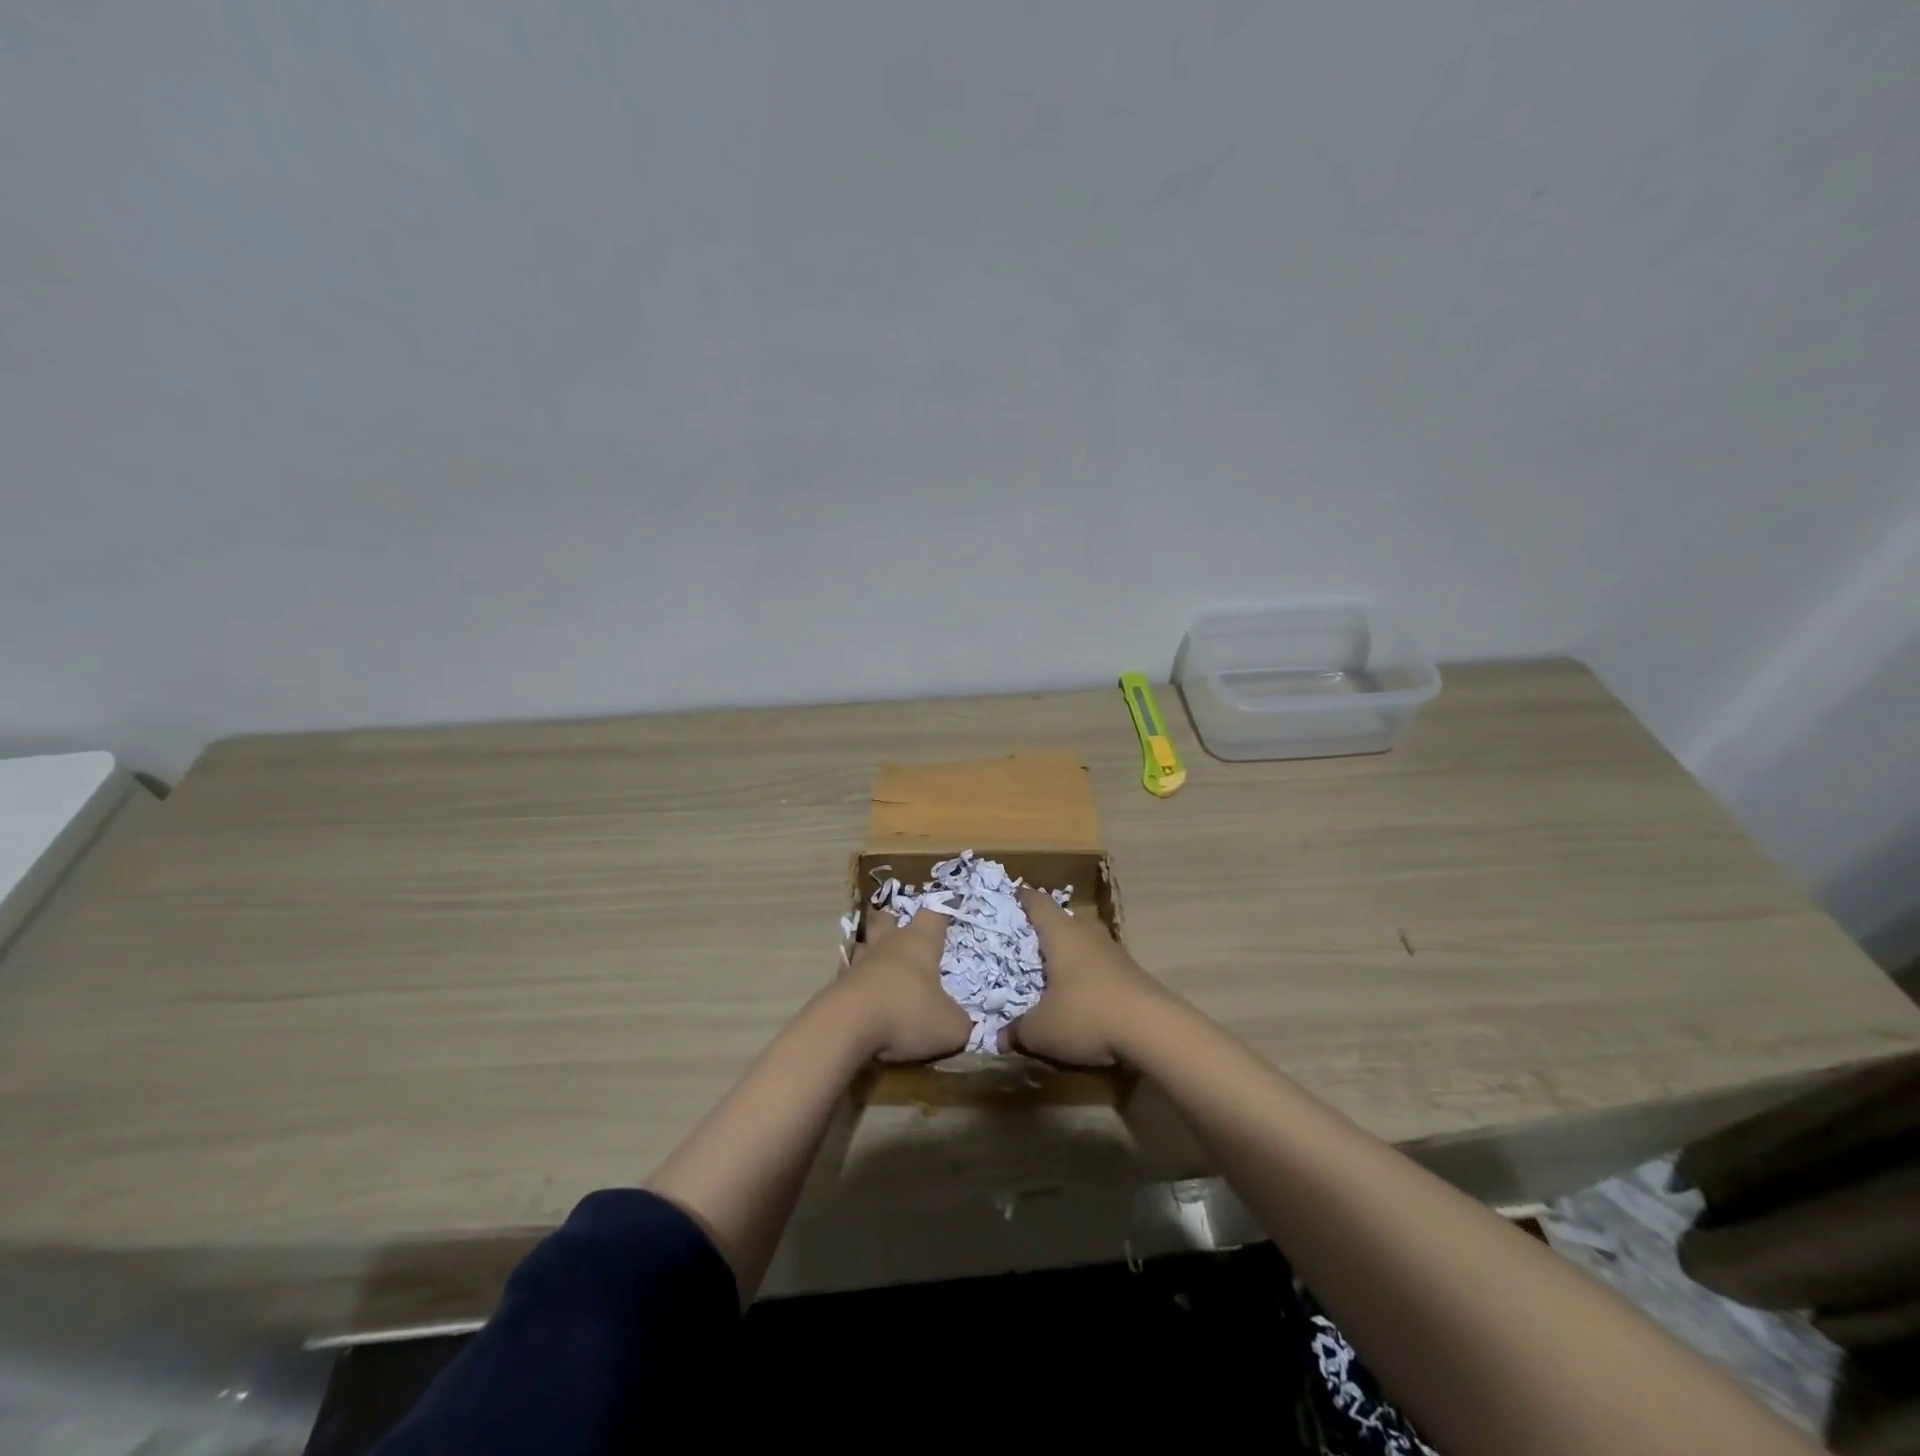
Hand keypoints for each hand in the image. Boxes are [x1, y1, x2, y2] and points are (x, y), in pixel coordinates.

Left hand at [838, 908, 971, 1062]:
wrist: (846, 1026)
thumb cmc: (907, 1013)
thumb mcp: (950, 1027)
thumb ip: (960, 1022)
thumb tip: (961, 1025)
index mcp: (919, 943)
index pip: (933, 915)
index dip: (940, 916)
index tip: (945, 917)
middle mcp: (888, 945)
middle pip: (886, 918)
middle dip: (893, 923)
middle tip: (901, 936)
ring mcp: (858, 963)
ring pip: (864, 946)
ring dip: (871, 954)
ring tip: (881, 971)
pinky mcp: (837, 985)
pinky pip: (850, 977)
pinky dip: (858, 985)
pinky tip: (865, 1002)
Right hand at [1009, 887, 1171, 1065]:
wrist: (1152, 1028)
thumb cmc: (1086, 1015)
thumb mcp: (1042, 1030)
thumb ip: (1017, 1032)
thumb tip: (998, 1038)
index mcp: (1061, 934)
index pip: (1039, 903)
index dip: (1024, 898)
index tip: (1014, 895)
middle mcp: (1087, 934)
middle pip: (1067, 918)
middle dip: (1050, 925)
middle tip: (1031, 939)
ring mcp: (1114, 951)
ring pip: (1087, 939)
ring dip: (1073, 949)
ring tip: (1056, 967)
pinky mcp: (1132, 972)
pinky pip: (1103, 962)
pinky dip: (1090, 971)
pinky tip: (1083, 992)